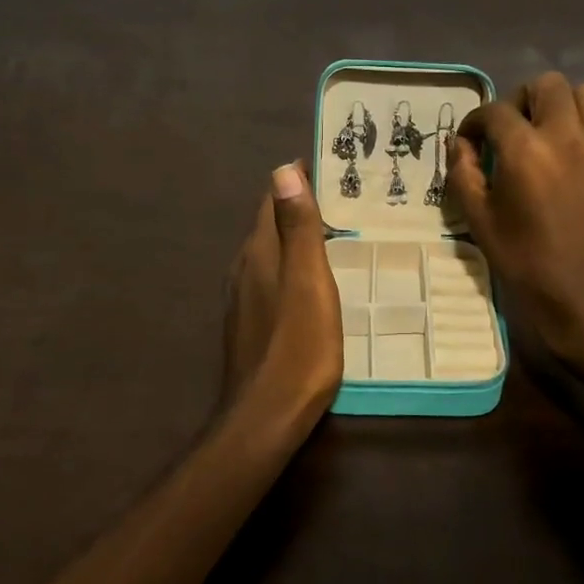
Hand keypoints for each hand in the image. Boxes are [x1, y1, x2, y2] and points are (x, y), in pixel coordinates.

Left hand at [222, 162, 343, 427]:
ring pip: (269, 253)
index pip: (272, 199)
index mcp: (259, 251)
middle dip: (297, 205)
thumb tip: (282, 169)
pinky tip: (309, 280)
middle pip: (269, 224)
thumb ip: (297, 228)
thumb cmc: (298, 346)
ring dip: (293, 237)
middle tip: (340, 196)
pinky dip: (290, 266)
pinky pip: (270, 279)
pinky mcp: (249, 324)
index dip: (295, 180)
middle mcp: (244, 268)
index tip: (327, 166)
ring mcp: (243, 298)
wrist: (265, 416)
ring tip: (331, 231)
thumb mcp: (308, 281)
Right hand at [447, 73, 583, 359]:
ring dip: (566, 105)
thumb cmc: (525, 260)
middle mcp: (566, 136)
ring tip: (555, 131)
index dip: (476, 122)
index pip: (494, 111)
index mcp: (525, 151)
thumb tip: (460, 143)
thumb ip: (463, 173)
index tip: (471, 140)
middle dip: (523, 100)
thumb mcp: (478, 219)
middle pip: (546, 84)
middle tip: (516, 129)